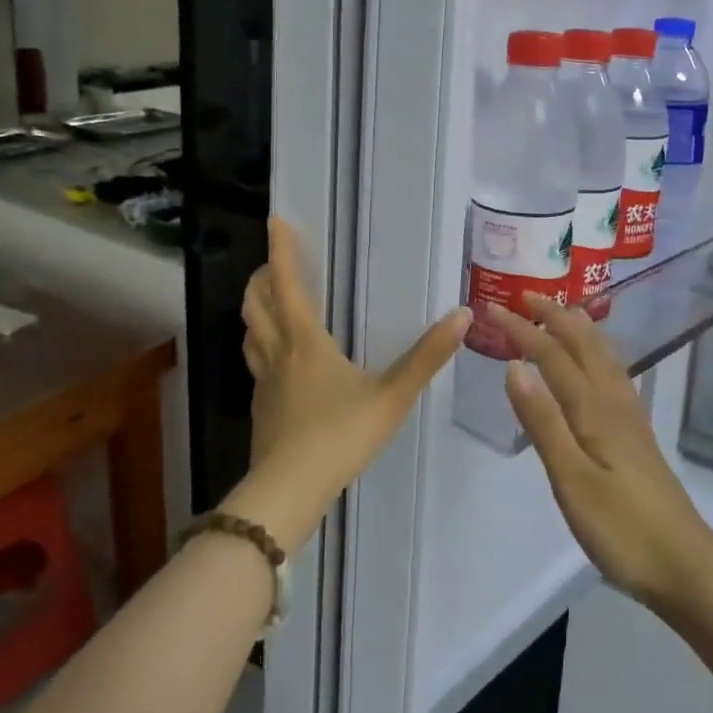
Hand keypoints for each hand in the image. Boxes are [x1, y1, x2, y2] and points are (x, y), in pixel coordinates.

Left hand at [228, 217, 470, 549]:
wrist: (288, 492)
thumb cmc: (340, 435)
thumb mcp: (391, 395)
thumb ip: (427, 357)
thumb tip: (462, 315)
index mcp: (305, 341)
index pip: (287, 284)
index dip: (280, 251)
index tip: (275, 221)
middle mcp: (278, 353)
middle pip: (257, 304)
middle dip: (261, 277)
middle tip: (272, 263)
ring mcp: (264, 382)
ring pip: (250, 333)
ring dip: (255, 309)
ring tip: (268, 302)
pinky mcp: (260, 408)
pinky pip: (255, 362)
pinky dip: (260, 345)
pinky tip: (277, 360)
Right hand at [489, 295, 712, 610]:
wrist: (685, 566)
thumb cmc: (621, 528)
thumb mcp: (571, 479)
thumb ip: (543, 421)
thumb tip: (515, 366)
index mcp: (594, 409)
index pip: (552, 355)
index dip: (522, 330)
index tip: (493, 308)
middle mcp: (614, 402)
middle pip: (583, 344)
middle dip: (554, 316)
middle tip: (526, 296)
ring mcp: (630, 417)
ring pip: (603, 355)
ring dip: (579, 328)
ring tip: (563, 312)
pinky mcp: (637, 435)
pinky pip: (613, 373)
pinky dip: (597, 352)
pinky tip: (597, 363)